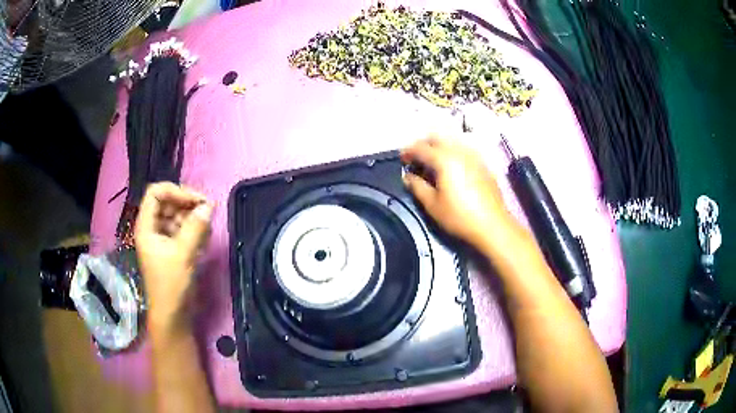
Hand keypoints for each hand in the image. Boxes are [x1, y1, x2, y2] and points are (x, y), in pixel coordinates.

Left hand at [134, 182, 211, 337]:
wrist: (173, 315)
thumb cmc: (171, 284)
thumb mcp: (183, 254)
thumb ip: (195, 228)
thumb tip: (209, 206)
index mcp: (146, 226)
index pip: (156, 193)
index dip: (176, 191)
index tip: (197, 200)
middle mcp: (152, 229)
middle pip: (168, 203)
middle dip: (187, 204)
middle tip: (208, 211)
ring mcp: (162, 239)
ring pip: (177, 216)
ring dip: (193, 218)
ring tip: (207, 229)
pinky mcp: (172, 249)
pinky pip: (182, 230)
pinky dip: (194, 231)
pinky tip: (204, 240)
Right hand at [401, 136, 516, 250]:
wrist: (492, 225)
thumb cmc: (459, 216)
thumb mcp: (432, 205)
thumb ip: (417, 187)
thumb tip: (407, 177)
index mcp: (444, 159)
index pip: (420, 147)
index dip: (408, 152)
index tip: (401, 160)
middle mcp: (459, 151)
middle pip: (437, 138)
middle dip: (423, 145)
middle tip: (416, 160)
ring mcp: (473, 156)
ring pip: (451, 141)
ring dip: (439, 148)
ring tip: (433, 164)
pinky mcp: (483, 164)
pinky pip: (463, 150)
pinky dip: (452, 153)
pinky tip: (451, 169)